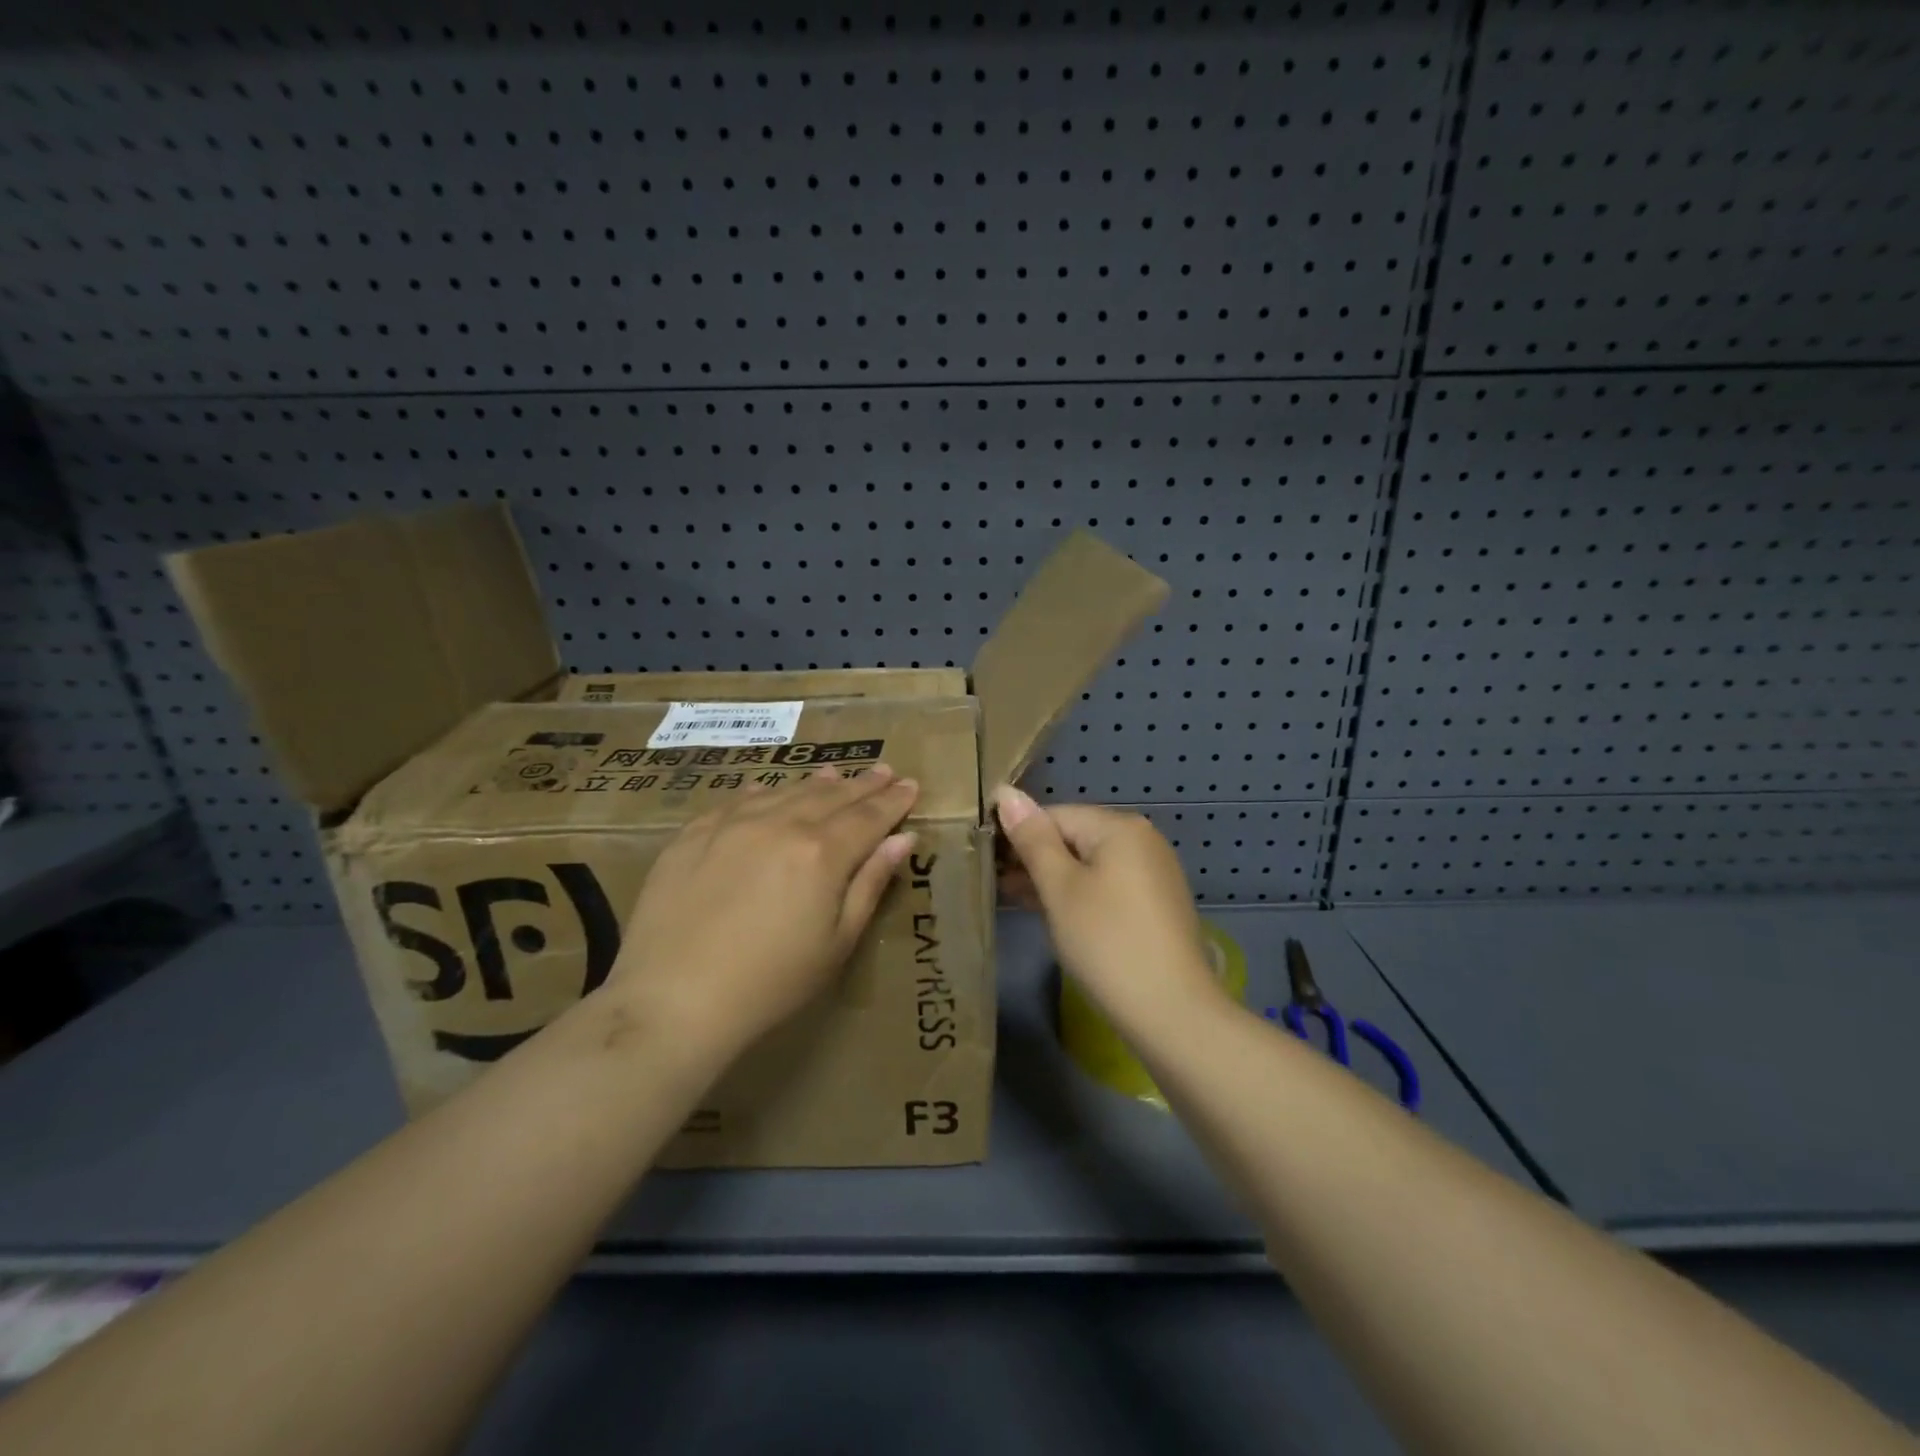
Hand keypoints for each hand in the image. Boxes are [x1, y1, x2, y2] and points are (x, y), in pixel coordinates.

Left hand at [605, 765, 919, 1058]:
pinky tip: (769, 791)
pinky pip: (738, 800)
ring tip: (836, 775)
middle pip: (831, 796)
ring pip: (786, 792)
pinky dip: (764, 793)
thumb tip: (901, 839)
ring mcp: (732, 823)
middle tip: (883, 770)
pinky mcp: (693, 833)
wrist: (673, 999)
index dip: (893, 801)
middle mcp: (780, 824)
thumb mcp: (837, 942)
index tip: (911, 785)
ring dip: (817, 783)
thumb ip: (870, 883)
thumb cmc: (770, 983)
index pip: (869, 816)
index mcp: (822, 853)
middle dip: (862, 784)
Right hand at [993, 786, 1223, 1033]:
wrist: (1172, 1012)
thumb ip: (1032, 840)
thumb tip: (1006, 793)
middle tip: (994, 885)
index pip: (1054, 815)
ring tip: (1013, 900)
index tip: (986, 863)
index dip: (1017, 836)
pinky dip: (1079, 895)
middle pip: (1074, 837)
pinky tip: (1052, 914)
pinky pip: (1107, 885)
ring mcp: (1153, 872)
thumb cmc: (1107, 942)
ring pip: (1089, 864)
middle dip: (1034, 859)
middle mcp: (1142, 840)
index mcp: (1120, 827)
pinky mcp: (1155, 904)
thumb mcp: (1060, 889)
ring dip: (1052, 879)